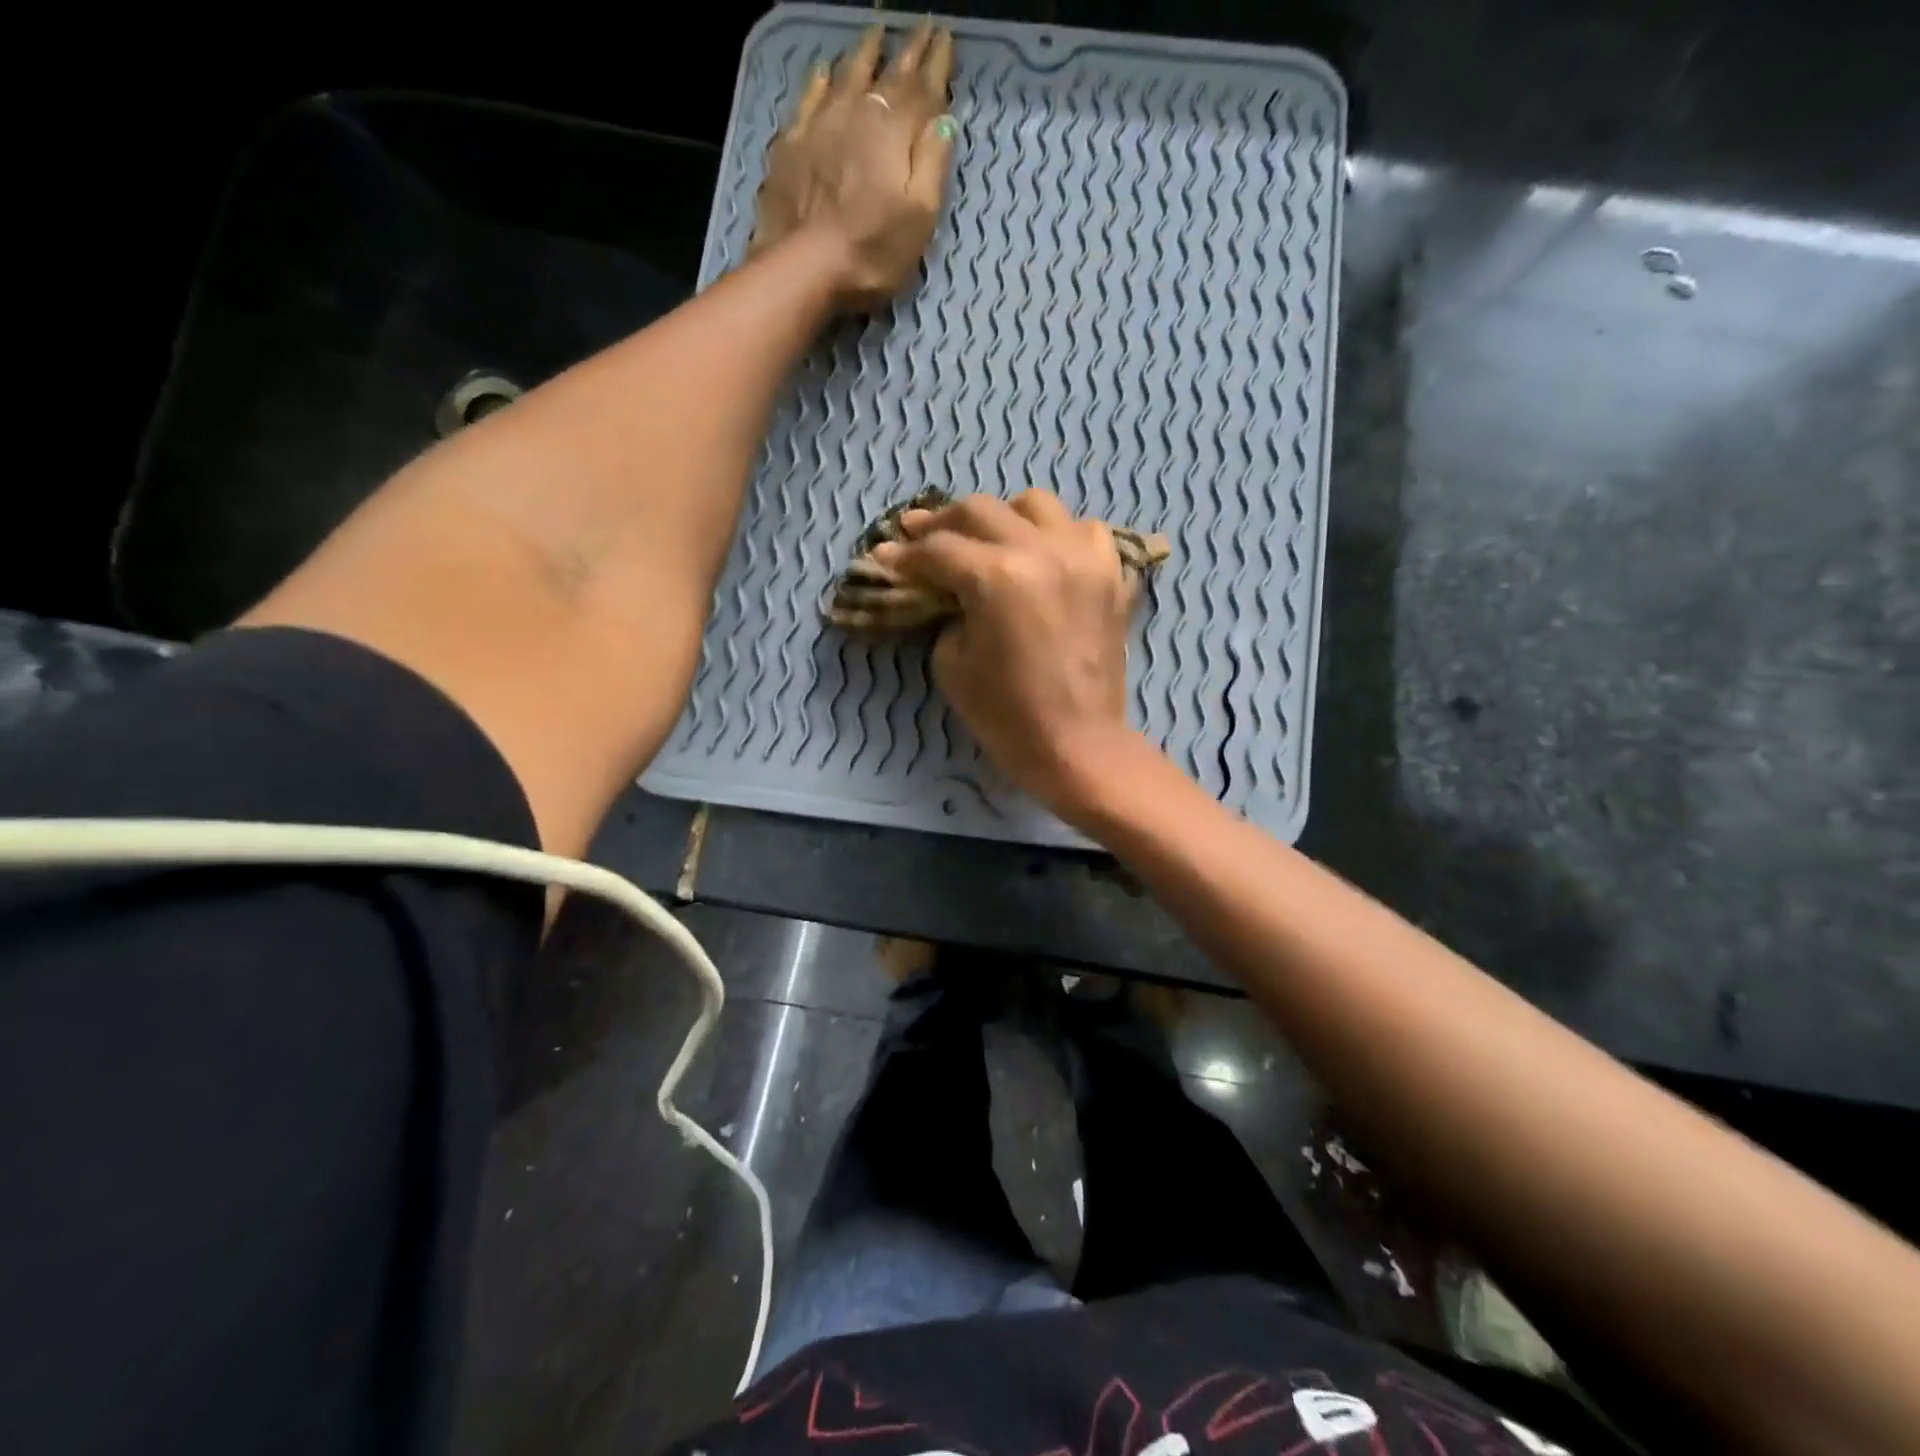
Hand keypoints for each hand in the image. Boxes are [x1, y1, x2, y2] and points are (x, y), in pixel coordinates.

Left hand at [751, 22, 956, 311]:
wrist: (803, 267)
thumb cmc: (872, 252)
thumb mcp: (919, 218)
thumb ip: (933, 165)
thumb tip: (944, 119)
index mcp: (895, 133)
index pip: (923, 89)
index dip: (937, 64)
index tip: (946, 37)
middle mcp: (859, 115)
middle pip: (888, 76)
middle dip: (908, 52)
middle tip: (922, 27)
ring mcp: (821, 125)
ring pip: (848, 75)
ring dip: (866, 53)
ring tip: (877, 34)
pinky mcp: (792, 145)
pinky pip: (810, 98)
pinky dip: (821, 80)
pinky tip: (824, 70)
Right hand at [870, 490, 1154, 822]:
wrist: (1077, 745)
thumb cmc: (1006, 715)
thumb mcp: (951, 663)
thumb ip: (944, 610)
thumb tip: (940, 585)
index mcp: (996, 577)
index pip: (938, 549)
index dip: (905, 554)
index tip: (885, 557)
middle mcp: (1041, 551)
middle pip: (980, 510)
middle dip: (941, 523)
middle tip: (919, 535)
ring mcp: (1083, 557)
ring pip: (1034, 505)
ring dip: (1001, 517)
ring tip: (985, 540)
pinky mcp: (1110, 574)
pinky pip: (1082, 530)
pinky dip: (1056, 535)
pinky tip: (1041, 555)